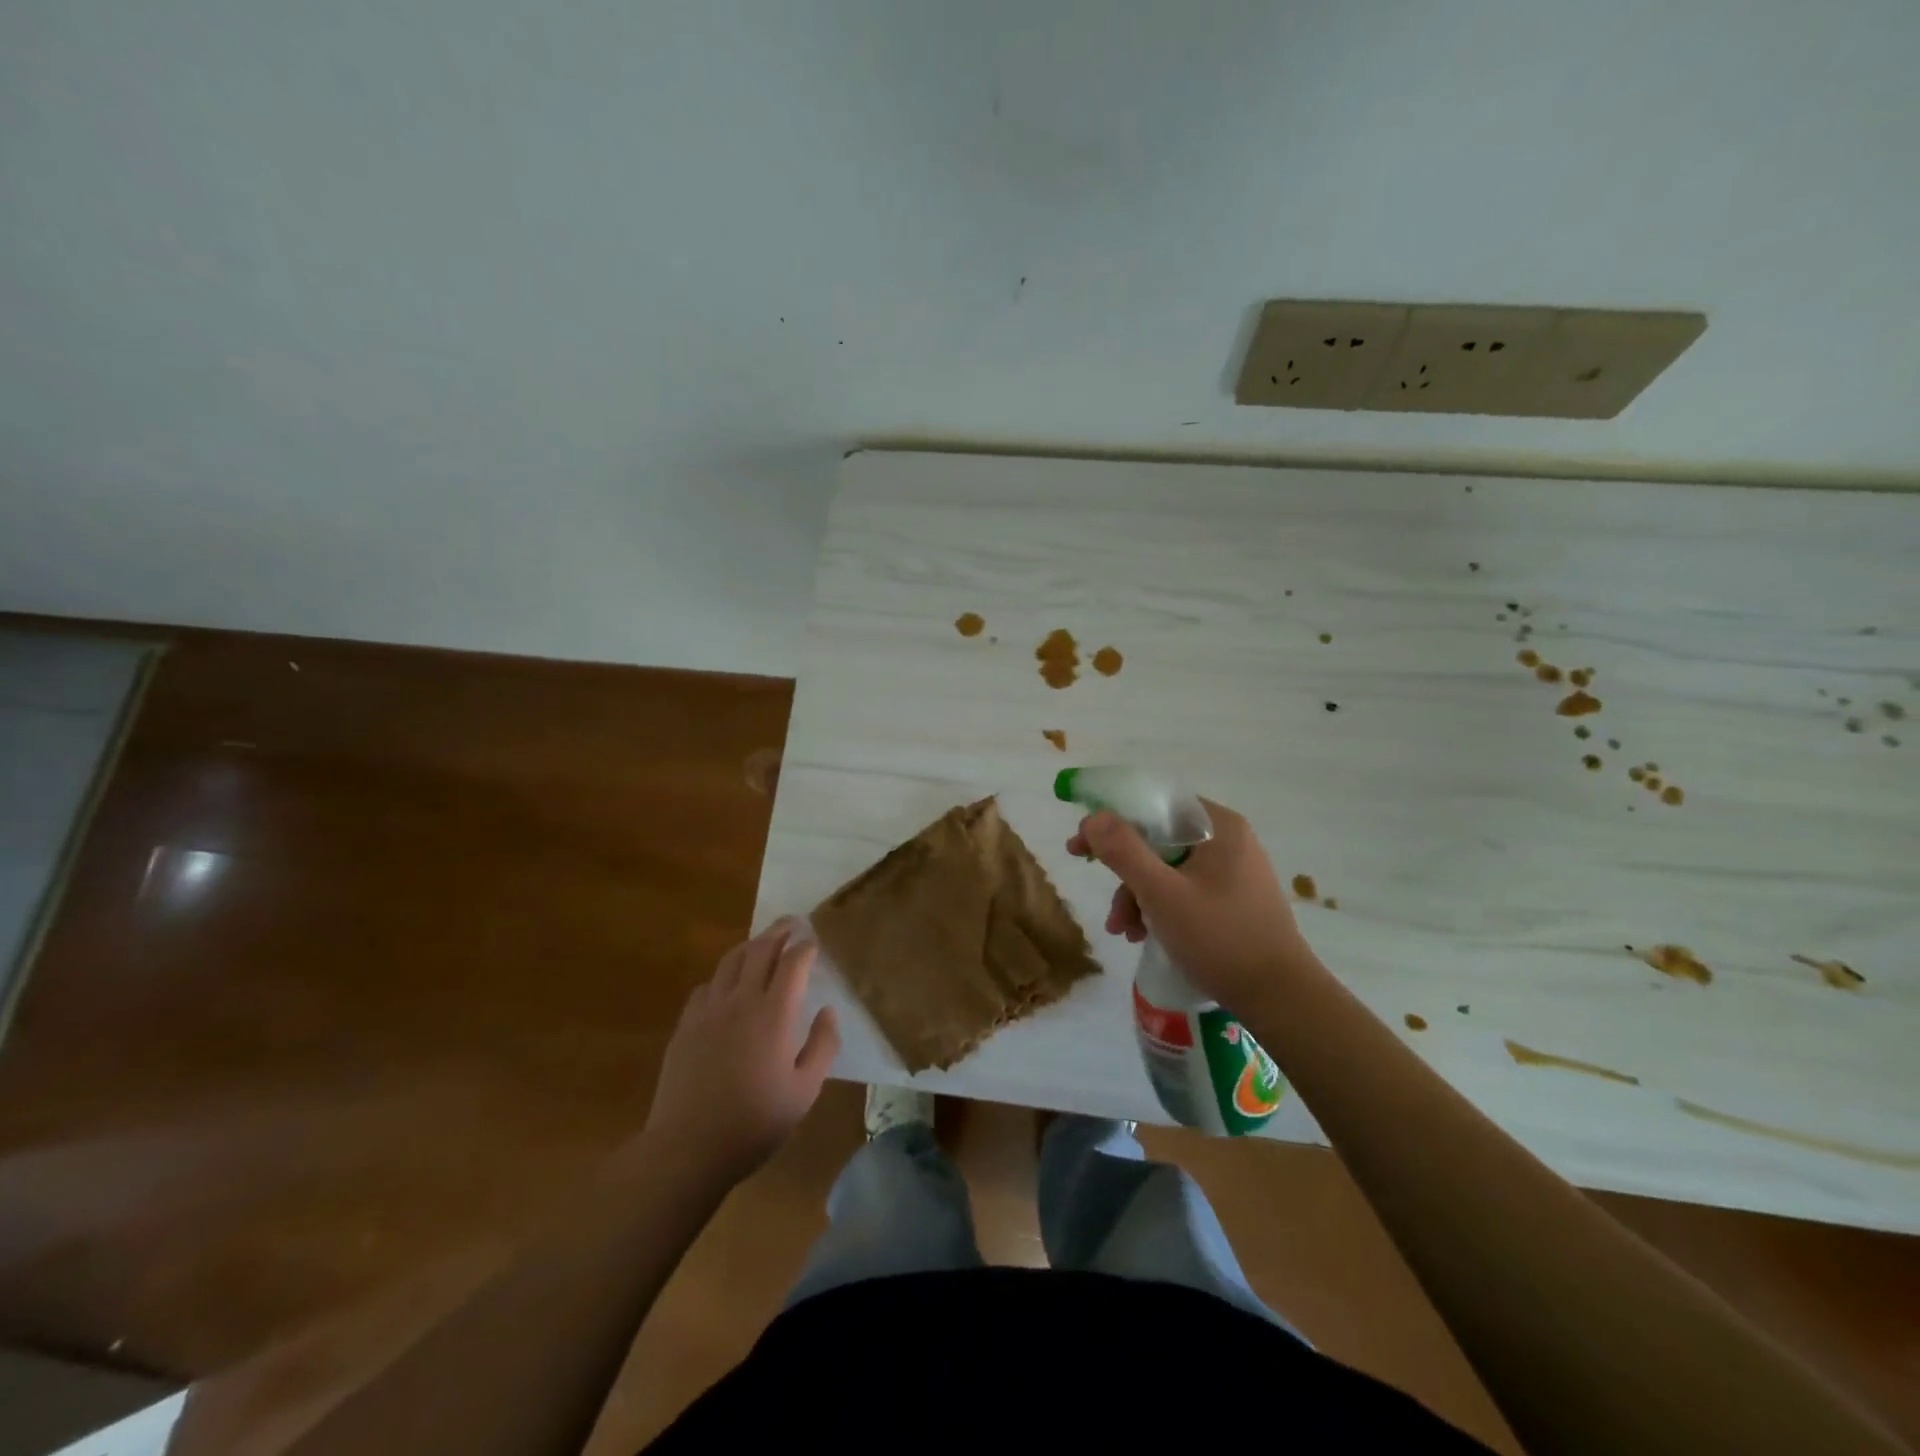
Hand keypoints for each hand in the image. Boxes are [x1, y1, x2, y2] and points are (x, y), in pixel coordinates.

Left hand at [642, 919, 839, 1186]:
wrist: (688, 1147)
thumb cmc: (756, 1121)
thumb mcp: (805, 1090)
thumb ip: (823, 1045)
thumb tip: (828, 1011)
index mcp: (775, 1013)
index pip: (793, 962)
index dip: (805, 948)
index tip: (814, 943)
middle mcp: (741, 1000)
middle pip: (760, 949)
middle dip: (779, 931)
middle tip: (792, 923)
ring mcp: (709, 1010)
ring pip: (730, 961)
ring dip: (750, 946)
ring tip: (762, 944)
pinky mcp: (686, 1025)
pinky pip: (707, 986)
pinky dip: (723, 977)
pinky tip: (727, 987)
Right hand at [1067, 800, 1313, 1013]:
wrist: (1282, 999)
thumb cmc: (1220, 939)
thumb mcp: (1162, 894)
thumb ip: (1123, 852)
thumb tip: (1091, 817)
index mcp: (1218, 826)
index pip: (1154, 806)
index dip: (1112, 822)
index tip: (1080, 847)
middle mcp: (1229, 840)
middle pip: (1159, 840)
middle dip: (1126, 874)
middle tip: (1102, 896)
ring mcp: (1235, 870)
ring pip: (1170, 869)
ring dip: (1139, 897)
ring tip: (1125, 932)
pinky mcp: (1236, 899)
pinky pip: (1186, 889)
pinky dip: (1161, 907)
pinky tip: (1146, 935)